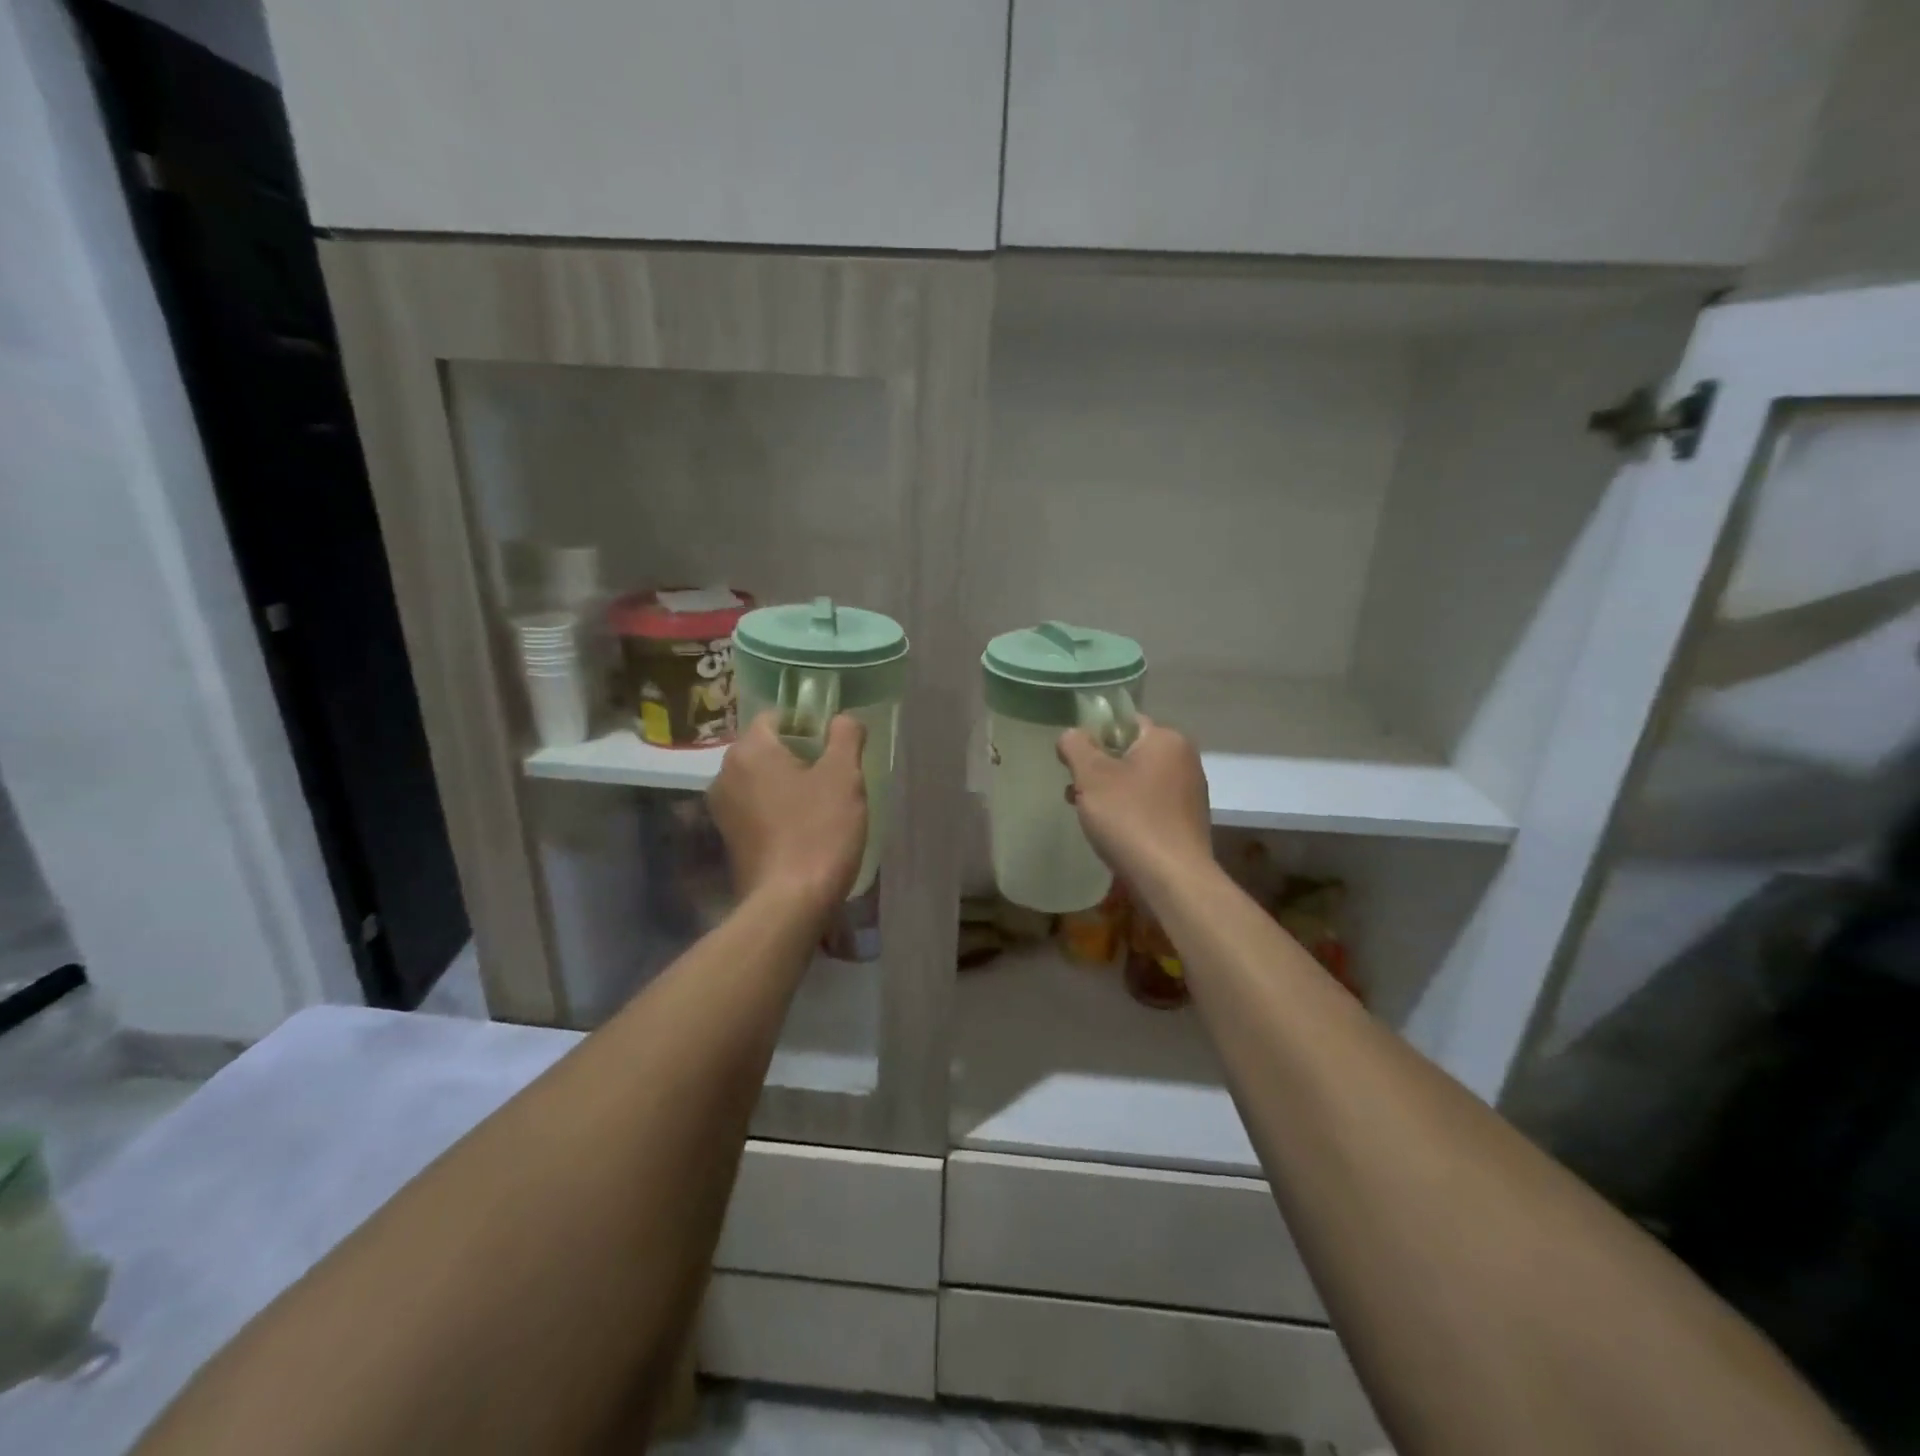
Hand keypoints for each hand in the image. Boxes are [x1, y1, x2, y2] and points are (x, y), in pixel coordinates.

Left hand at [708, 712, 867, 913]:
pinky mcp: (728, 840)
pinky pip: (756, 809)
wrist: (789, 903)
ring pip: (761, 780)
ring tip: (822, 803)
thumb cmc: (818, 830)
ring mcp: (722, 810)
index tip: (834, 746)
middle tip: (834, 775)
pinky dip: (777, 810)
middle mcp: (725, 774)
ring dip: (788, 784)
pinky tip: (804, 828)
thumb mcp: (844, 776)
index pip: (776, 717)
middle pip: (766, 748)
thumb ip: (845, 736)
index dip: (808, 724)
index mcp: (749, 751)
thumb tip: (843, 718)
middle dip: (799, 755)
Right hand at [1057, 716, 1211, 893]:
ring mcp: (1189, 793)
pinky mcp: (1187, 822)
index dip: (1094, 737)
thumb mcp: (1091, 776)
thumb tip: (1071, 735)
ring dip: (1110, 793)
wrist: (1172, 879)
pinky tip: (1112, 833)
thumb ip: (1076, 746)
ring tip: (1086, 815)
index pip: (1124, 722)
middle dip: (1099, 770)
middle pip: (1130, 753)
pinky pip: (1150, 805)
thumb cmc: (1130, 818)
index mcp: (1166, 739)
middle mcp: (1185, 760)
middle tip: (1075, 790)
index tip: (1073, 762)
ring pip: (1138, 781)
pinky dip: (1129, 812)